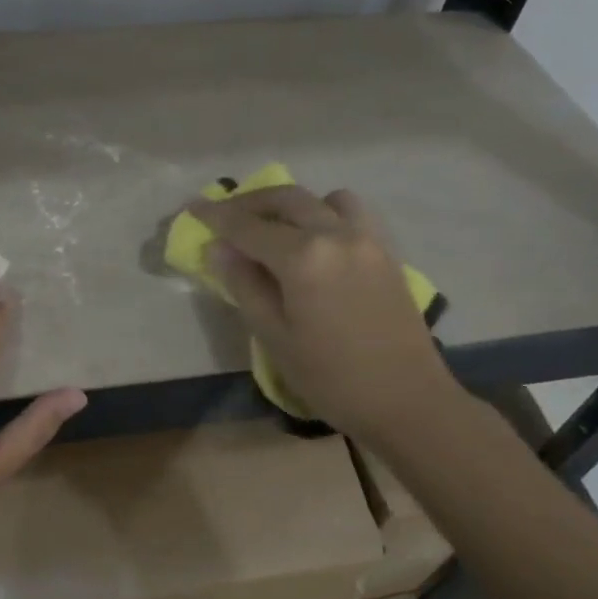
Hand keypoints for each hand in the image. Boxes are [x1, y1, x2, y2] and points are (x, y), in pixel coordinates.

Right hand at [189, 185, 454, 436]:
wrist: (406, 399)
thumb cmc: (331, 377)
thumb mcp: (274, 336)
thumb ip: (244, 285)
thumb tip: (219, 249)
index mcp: (303, 257)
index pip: (248, 226)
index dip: (216, 216)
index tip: (192, 207)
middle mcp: (336, 234)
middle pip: (286, 199)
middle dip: (249, 202)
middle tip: (223, 215)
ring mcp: (367, 239)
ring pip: (323, 198)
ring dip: (292, 204)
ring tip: (273, 227)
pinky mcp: (386, 251)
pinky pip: (351, 214)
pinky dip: (325, 213)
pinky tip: (314, 241)